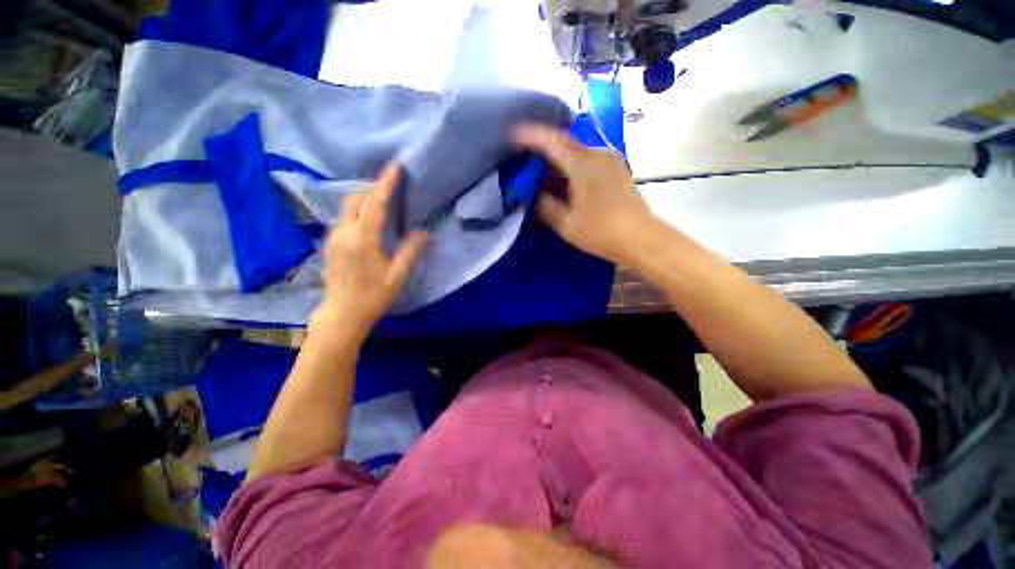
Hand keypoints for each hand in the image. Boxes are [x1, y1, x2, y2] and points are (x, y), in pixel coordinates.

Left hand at [315, 163, 428, 337]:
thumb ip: (411, 251)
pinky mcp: (330, 243)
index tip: (395, 166)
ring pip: (347, 207)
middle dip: (373, 187)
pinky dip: (358, 210)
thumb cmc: (373, 296)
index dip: (386, 183)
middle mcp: (344, 232)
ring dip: (365, 197)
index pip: (375, 204)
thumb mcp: (397, 276)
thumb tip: (424, 233)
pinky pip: (344, 217)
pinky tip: (369, 218)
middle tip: (392, 184)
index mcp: (362, 239)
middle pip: (356, 199)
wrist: (341, 315)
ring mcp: (334, 237)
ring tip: (383, 198)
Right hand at [513, 124, 653, 264]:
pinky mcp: (616, 168)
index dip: (531, 136)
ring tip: (541, 172)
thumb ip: (545, 205)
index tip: (513, 133)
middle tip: (524, 156)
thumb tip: (533, 193)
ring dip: (557, 159)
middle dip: (543, 146)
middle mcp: (598, 154)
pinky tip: (563, 179)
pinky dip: (571, 165)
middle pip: (565, 143)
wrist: (641, 238)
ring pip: (576, 152)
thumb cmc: (601, 232)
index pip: (552, 142)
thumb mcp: (566, 223)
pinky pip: (587, 159)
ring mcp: (610, 159)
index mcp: (583, 166)